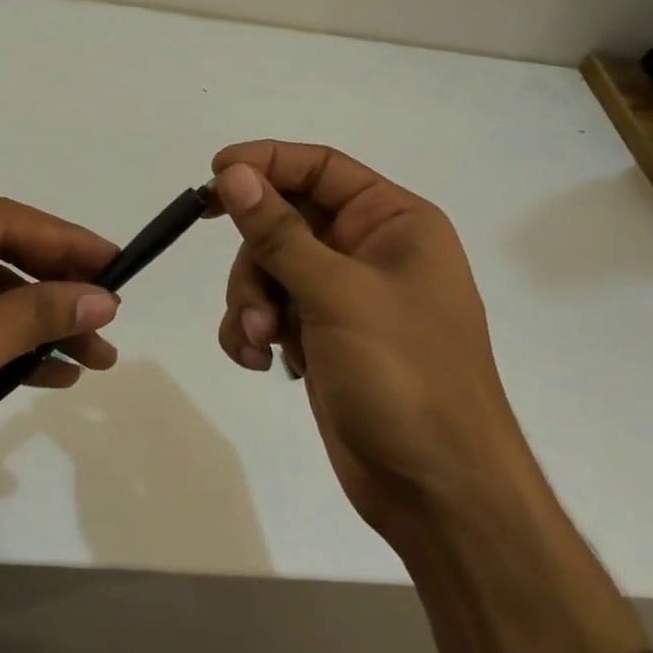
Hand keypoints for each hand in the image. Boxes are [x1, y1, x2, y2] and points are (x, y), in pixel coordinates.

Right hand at [208, 140, 527, 548]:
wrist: (438, 490)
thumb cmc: (405, 375)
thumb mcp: (338, 294)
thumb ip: (279, 232)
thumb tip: (233, 173)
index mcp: (392, 222)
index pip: (319, 167)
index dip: (265, 162)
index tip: (213, 176)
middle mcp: (368, 249)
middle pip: (284, 220)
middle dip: (256, 261)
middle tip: (253, 303)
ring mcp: (343, 295)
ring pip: (268, 268)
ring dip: (252, 302)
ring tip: (262, 344)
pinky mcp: (322, 336)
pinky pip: (270, 310)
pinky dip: (254, 330)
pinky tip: (261, 362)